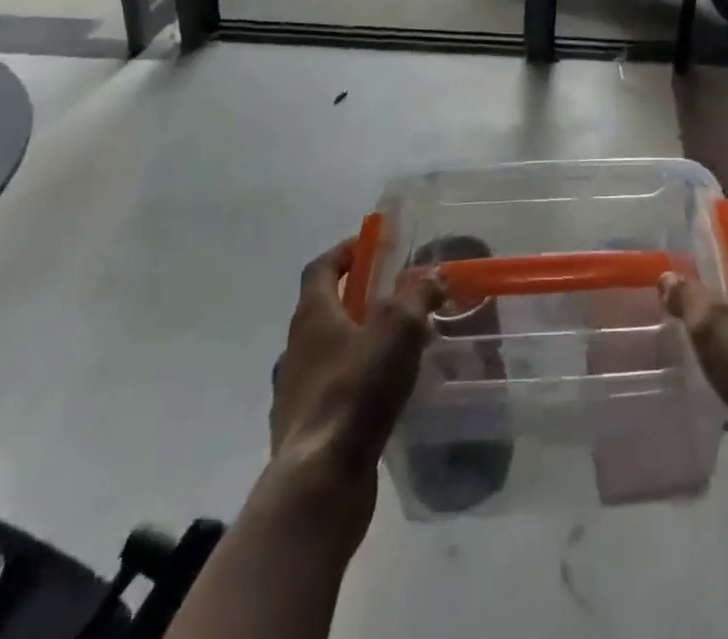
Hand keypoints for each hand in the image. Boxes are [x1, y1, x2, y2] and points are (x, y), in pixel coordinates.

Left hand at [262, 239, 443, 536]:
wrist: (319, 481)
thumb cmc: (357, 389)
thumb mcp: (399, 328)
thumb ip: (417, 295)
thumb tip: (433, 276)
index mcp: (312, 316)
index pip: (320, 268)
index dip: (344, 252)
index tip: (370, 246)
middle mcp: (295, 349)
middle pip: (323, 310)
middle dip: (356, 299)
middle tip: (393, 298)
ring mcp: (293, 393)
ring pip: (326, 354)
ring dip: (356, 344)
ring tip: (394, 350)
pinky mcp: (302, 431)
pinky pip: (330, 393)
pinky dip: (353, 384)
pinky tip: (381, 397)